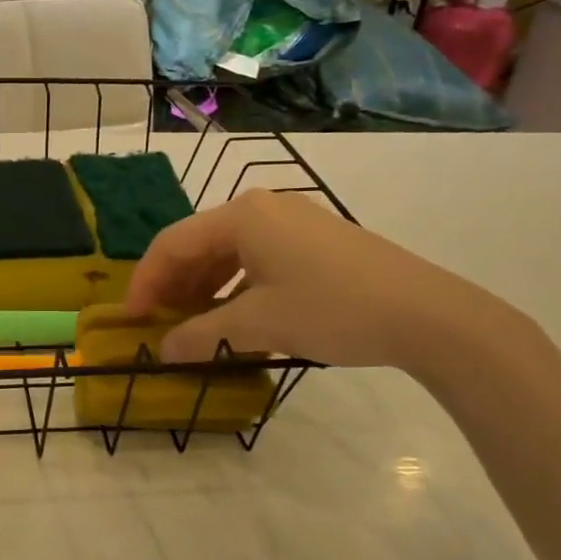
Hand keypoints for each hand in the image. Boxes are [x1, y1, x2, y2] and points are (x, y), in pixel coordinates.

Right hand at [124, 190, 508, 370]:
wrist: (428, 314)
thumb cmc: (332, 309)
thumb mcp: (259, 324)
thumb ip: (202, 335)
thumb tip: (162, 352)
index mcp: (241, 215)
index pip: (172, 244)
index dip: (145, 282)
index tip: (131, 320)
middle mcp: (262, 207)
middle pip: (198, 244)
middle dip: (174, 285)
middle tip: (159, 324)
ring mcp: (292, 221)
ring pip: (228, 252)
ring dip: (203, 287)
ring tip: (192, 324)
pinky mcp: (316, 239)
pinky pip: (257, 257)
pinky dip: (235, 285)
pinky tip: (235, 314)